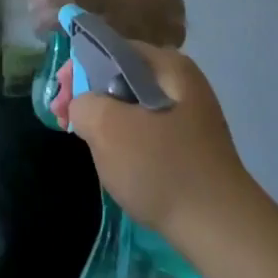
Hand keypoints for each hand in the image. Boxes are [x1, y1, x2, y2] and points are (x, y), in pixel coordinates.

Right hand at [65, 43, 254, 239]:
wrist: (219, 228)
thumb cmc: (161, 167)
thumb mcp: (107, 127)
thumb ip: (83, 103)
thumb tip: (83, 106)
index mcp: (168, 67)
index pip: (112, 49)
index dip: (78, 68)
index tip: (59, 97)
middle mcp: (182, 84)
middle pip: (121, 76)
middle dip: (87, 95)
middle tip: (62, 120)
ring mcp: (188, 116)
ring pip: (131, 106)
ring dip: (102, 119)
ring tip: (82, 141)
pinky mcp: (188, 146)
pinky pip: (146, 130)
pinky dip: (123, 138)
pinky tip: (111, 159)